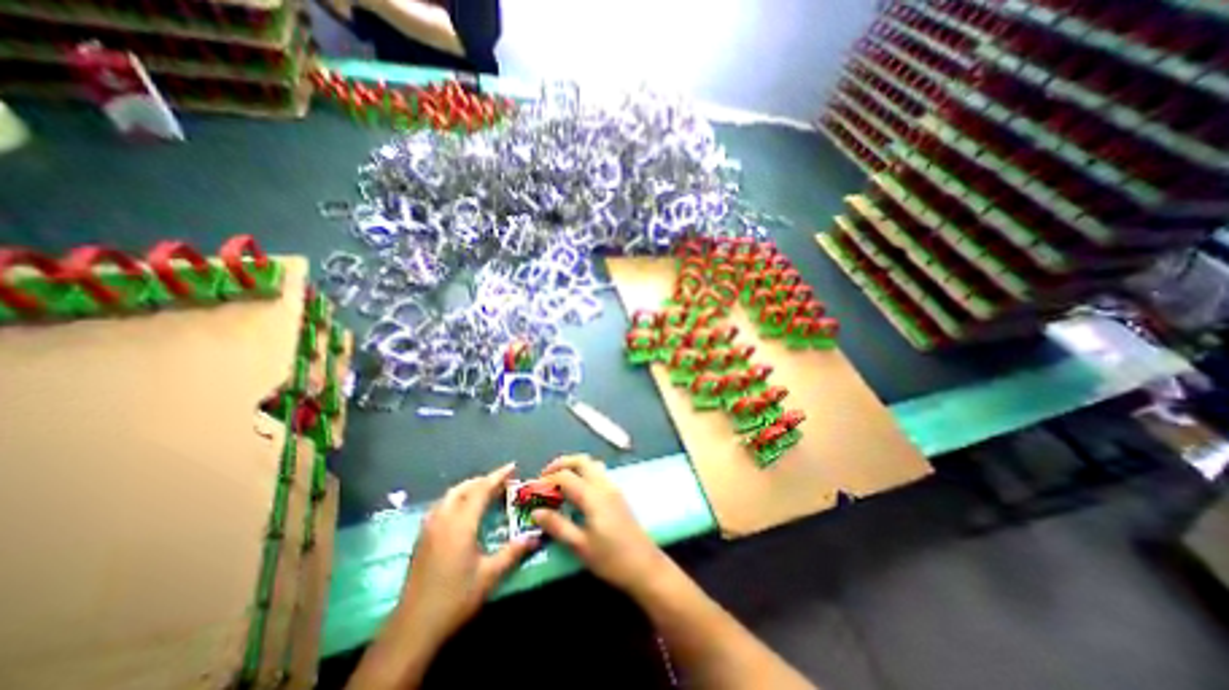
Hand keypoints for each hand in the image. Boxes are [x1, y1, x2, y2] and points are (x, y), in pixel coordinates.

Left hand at [395, 462, 535, 644]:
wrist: (412, 628)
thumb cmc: (454, 598)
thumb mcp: (489, 576)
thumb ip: (513, 552)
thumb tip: (536, 537)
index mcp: (461, 523)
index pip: (481, 489)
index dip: (498, 476)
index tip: (513, 467)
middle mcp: (443, 518)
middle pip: (464, 487)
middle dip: (484, 480)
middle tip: (502, 481)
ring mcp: (429, 527)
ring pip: (450, 495)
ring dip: (470, 488)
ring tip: (486, 492)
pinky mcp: (422, 538)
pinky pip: (442, 506)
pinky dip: (457, 499)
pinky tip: (464, 511)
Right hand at [532, 455, 670, 594]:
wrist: (644, 565)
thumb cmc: (611, 558)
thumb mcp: (580, 546)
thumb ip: (557, 526)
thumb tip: (536, 512)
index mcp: (592, 495)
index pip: (565, 476)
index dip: (547, 480)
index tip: (533, 490)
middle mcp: (603, 485)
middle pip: (581, 461)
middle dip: (561, 463)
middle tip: (545, 476)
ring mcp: (613, 487)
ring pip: (591, 464)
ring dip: (574, 466)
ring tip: (558, 483)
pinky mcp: (617, 494)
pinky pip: (598, 473)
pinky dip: (584, 473)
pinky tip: (576, 491)